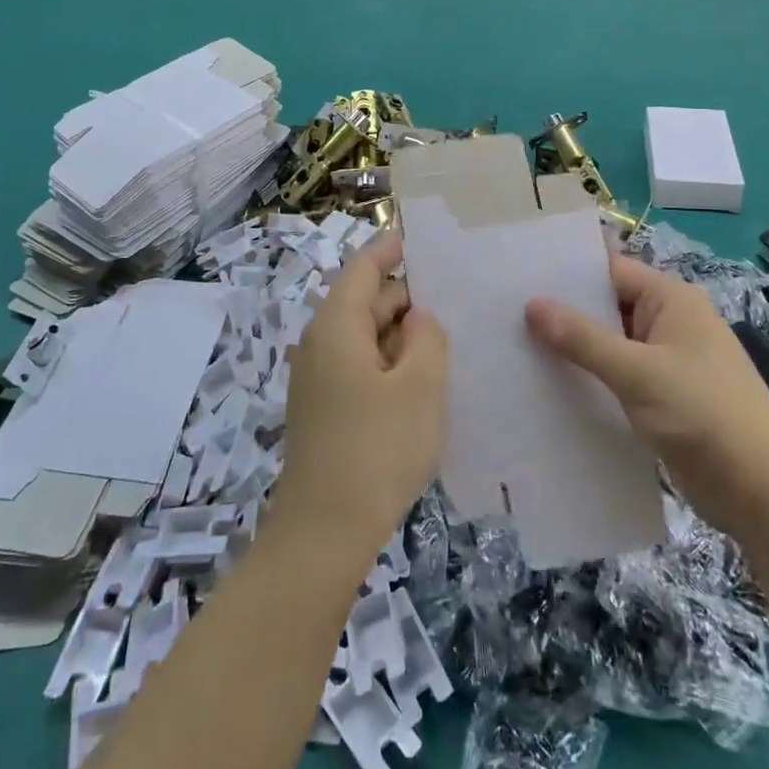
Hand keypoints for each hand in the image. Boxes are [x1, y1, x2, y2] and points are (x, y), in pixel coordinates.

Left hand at [271, 230, 449, 561]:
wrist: (323, 531)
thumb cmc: (377, 449)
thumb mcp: (419, 387)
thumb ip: (426, 338)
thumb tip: (417, 317)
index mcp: (336, 326)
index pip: (363, 268)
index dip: (390, 249)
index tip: (418, 236)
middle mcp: (318, 344)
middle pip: (363, 301)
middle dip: (404, 297)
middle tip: (452, 297)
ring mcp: (316, 378)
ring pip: (362, 337)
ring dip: (399, 334)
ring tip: (444, 338)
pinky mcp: (321, 408)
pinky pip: (357, 366)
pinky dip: (387, 361)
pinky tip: (419, 380)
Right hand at [525, 254, 768, 529]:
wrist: (765, 493)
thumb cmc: (705, 415)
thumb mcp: (638, 372)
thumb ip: (582, 339)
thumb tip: (531, 305)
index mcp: (671, 300)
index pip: (609, 271)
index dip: (565, 274)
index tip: (516, 278)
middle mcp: (669, 323)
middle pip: (606, 307)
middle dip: (562, 313)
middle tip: (504, 315)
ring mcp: (666, 362)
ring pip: (609, 345)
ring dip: (572, 350)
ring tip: (515, 349)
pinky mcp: (662, 398)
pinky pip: (616, 377)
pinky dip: (588, 379)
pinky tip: (548, 388)